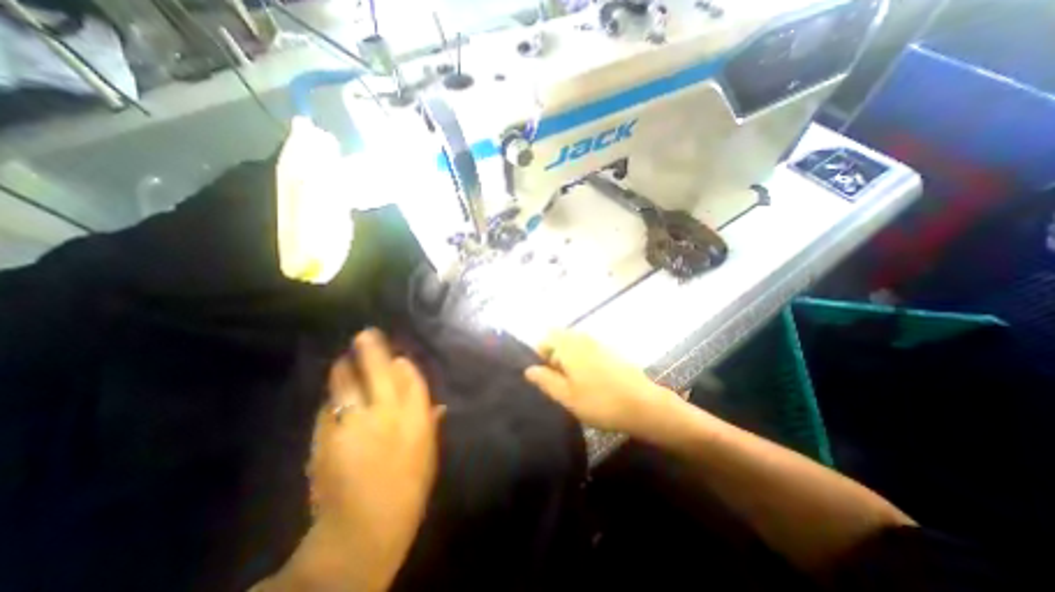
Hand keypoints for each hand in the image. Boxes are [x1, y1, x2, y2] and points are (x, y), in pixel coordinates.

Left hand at [267, 329, 446, 591]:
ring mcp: (352, 420)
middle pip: (377, 368)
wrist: (362, 528)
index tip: (396, 358)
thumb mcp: (428, 453)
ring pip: (345, 381)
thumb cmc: (408, 488)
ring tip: (343, 359)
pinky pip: (328, 406)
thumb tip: (438, 404)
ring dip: (344, 368)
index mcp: (415, 415)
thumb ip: (430, 423)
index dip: (401, 363)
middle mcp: (385, 411)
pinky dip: (332, 400)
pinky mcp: (324, 435)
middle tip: (365, 334)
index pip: (409, 375)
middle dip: (370, 348)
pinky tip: (334, 399)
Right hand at [520, 331, 684, 435]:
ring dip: (569, 359)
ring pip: (576, 344)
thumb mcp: (566, 396)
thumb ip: (545, 380)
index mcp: (570, 346)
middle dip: (555, 356)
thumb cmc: (600, 402)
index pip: (547, 337)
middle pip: (561, 339)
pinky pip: (590, 350)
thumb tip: (529, 369)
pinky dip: (584, 360)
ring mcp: (601, 343)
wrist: (644, 406)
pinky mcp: (612, 352)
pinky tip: (592, 382)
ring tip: (575, 384)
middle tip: (559, 382)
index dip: (541, 353)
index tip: (545, 374)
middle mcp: (584, 339)